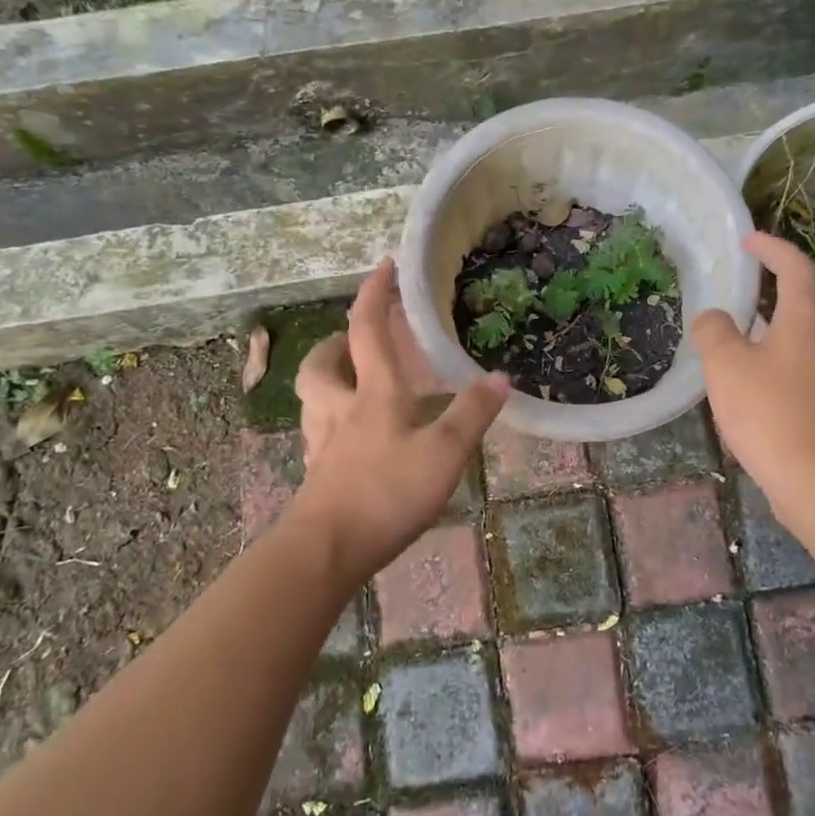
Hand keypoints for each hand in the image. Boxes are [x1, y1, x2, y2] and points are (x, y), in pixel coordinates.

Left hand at [290, 260, 508, 579]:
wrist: (327, 550)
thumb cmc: (386, 492)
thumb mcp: (444, 453)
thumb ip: (472, 414)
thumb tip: (500, 377)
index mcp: (373, 393)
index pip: (368, 328)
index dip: (375, 292)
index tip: (386, 265)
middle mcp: (340, 408)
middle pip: (322, 362)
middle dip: (336, 340)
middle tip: (357, 338)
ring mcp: (323, 441)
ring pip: (314, 396)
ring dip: (329, 376)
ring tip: (355, 381)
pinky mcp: (317, 473)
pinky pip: (319, 432)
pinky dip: (333, 420)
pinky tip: (352, 437)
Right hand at [691, 233, 814, 519]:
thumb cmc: (770, 413)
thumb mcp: (726, 366)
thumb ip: (714, 332)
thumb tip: (713, 319)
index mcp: (807, 319)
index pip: (795, 268)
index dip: (772, 248)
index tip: (748, 241)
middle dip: (796, 281)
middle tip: (765, 283)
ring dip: (795, 316)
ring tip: (758, 323)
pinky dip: (793, 346)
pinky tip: (764, 367)